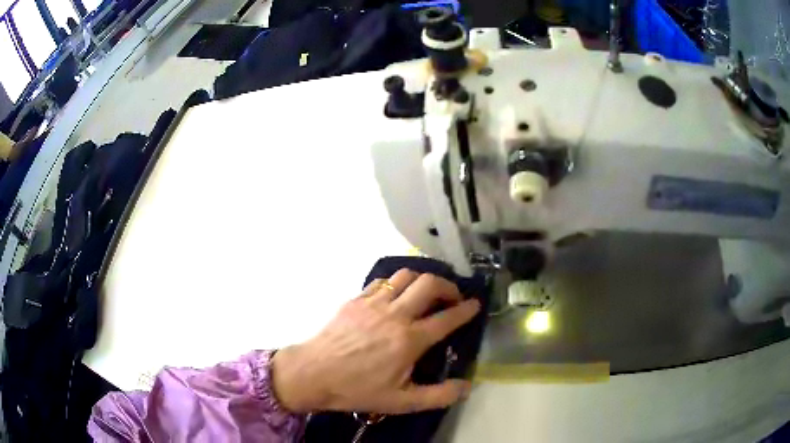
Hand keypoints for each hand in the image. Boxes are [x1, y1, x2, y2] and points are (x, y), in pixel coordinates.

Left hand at [272, 269, 480, 414]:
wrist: (313, 374)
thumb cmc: (358, 389)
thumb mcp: (401, 402)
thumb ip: (438, 395)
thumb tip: (466, 387)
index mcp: (410, 339)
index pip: (448, 317)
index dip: (466, 309)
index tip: (476, 304)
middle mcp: (395, 314)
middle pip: (430, 284)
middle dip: (448, 286)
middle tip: (453, 297)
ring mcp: (374, 303)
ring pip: (406, 275)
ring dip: (423, 279)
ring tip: (426, 292)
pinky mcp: (356, 299)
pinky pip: (382, 281)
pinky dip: (396, 284)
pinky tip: (395, 296)